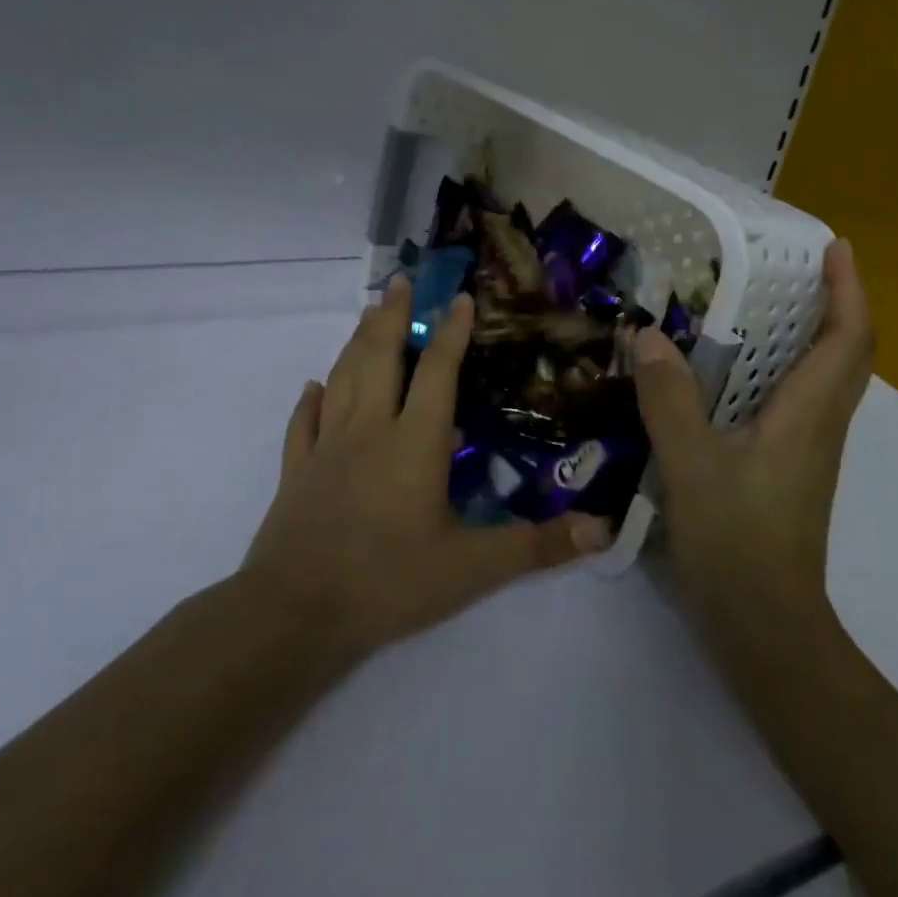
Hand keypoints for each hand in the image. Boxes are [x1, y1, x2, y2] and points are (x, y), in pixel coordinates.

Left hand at [243, 277, 610, 657]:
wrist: (295, 614)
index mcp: (414, 442)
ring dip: (357, 343)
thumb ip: (537, 546)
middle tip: (401, 281)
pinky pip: (302, 425)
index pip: (438, 372)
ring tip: (369, 314)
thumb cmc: (389, 582)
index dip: (452, 332)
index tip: (460, 297)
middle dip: (394, 316)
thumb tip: (601, 530)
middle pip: (380, 358)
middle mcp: (369, 430)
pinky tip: (313, 387)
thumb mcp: (473, 568)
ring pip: (342, 379)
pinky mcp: (296, 473)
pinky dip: (309, 401)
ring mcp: (326, 448)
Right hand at [633, 239, 873, 626]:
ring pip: (825, 379)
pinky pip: (799, 403)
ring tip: (763, 307)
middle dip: (834, 302)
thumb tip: (649, 336)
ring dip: (810, 335)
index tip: (836, 246)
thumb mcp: (691, 464)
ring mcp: (809, 451)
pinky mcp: (791, 470)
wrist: (766, 625)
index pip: (848, 338)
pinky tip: (734, 375)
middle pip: (846, 353)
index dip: (849, 288)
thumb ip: (669, 398)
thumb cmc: (737, 540)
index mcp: (808, 414)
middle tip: (795, 267)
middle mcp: (820, 425)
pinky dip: (782, 371)